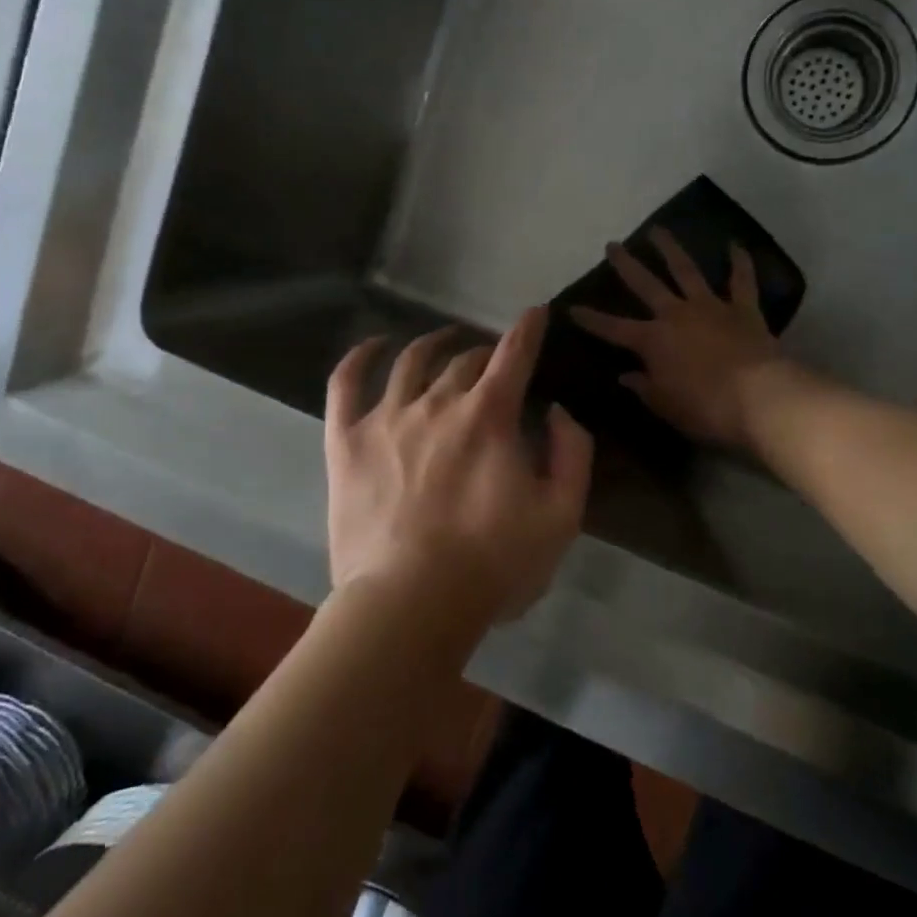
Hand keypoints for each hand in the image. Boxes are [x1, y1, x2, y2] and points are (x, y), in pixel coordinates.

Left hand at [325, 308, 593, 630]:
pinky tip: (373, 346)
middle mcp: (438, 402)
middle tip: (494, 363)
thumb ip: (571, 454)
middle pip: (465, 360)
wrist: (409, 604)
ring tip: (444, 340)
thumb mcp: (561, 516)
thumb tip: (556, 411)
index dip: (529, 329)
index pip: (514, 355)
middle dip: (486, 354)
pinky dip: (359, 356)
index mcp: (489, 416)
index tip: (535, 312)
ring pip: (411, 360)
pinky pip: (345, 383)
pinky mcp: (346, 441)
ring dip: (434, 344)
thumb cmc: (493, 564)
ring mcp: (387, 418)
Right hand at [569, 229, 781, 449]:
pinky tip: (735, 244)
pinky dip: (739, 262)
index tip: (570, 307)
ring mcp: (711, 307)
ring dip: (671, 249)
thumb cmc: (706, 408)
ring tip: (658, 230)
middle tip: (613, 245)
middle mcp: (676, 315)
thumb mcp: (666, 405)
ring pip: (687, 271)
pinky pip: (742, 281)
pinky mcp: (743, 309)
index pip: (613, 328)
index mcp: (652, 340)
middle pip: (646, 285)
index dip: (590, 319)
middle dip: (627, 265)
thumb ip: (644, 387)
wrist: (760, 397)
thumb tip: (626, 375)